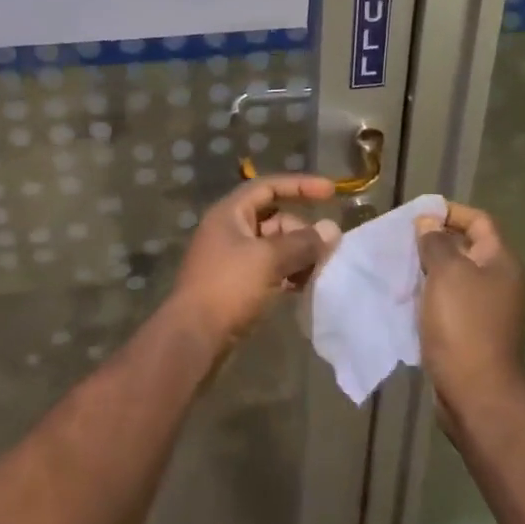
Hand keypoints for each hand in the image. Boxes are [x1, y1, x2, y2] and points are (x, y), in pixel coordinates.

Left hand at [169, 175, 340, 350]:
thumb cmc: (228, 287)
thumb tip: (332, 230)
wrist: (193, 338)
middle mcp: (230, 230)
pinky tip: (305, 287)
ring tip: (321, 271)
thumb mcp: (268, 259)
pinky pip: (270, 269)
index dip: (301, 186)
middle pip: (275, 219)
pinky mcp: (237, 285)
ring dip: (299, 255)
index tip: (331, 192)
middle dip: (302, 231)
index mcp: (230, 213)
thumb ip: (302, 243)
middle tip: (327, 250)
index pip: (269, 187)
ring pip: (274, 247)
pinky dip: (288, 274)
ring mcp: (232, 259)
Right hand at [415, 202, 524, 428]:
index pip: (478, 220)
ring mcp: (485, 308)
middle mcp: (498, 281)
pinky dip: (428, 295)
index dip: (449, 212)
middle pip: (465, 247)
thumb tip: (428, 223)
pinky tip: (404, 296)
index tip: (416, 215)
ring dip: (427, 269)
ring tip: (397, 265)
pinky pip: (447, 301)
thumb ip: (436, 242)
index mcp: (500, 261)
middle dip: (433, 240)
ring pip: (453, 276)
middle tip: (400, 240)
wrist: (477, 392)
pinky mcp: (470, 331)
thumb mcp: (447, 273)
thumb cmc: (464, 324)